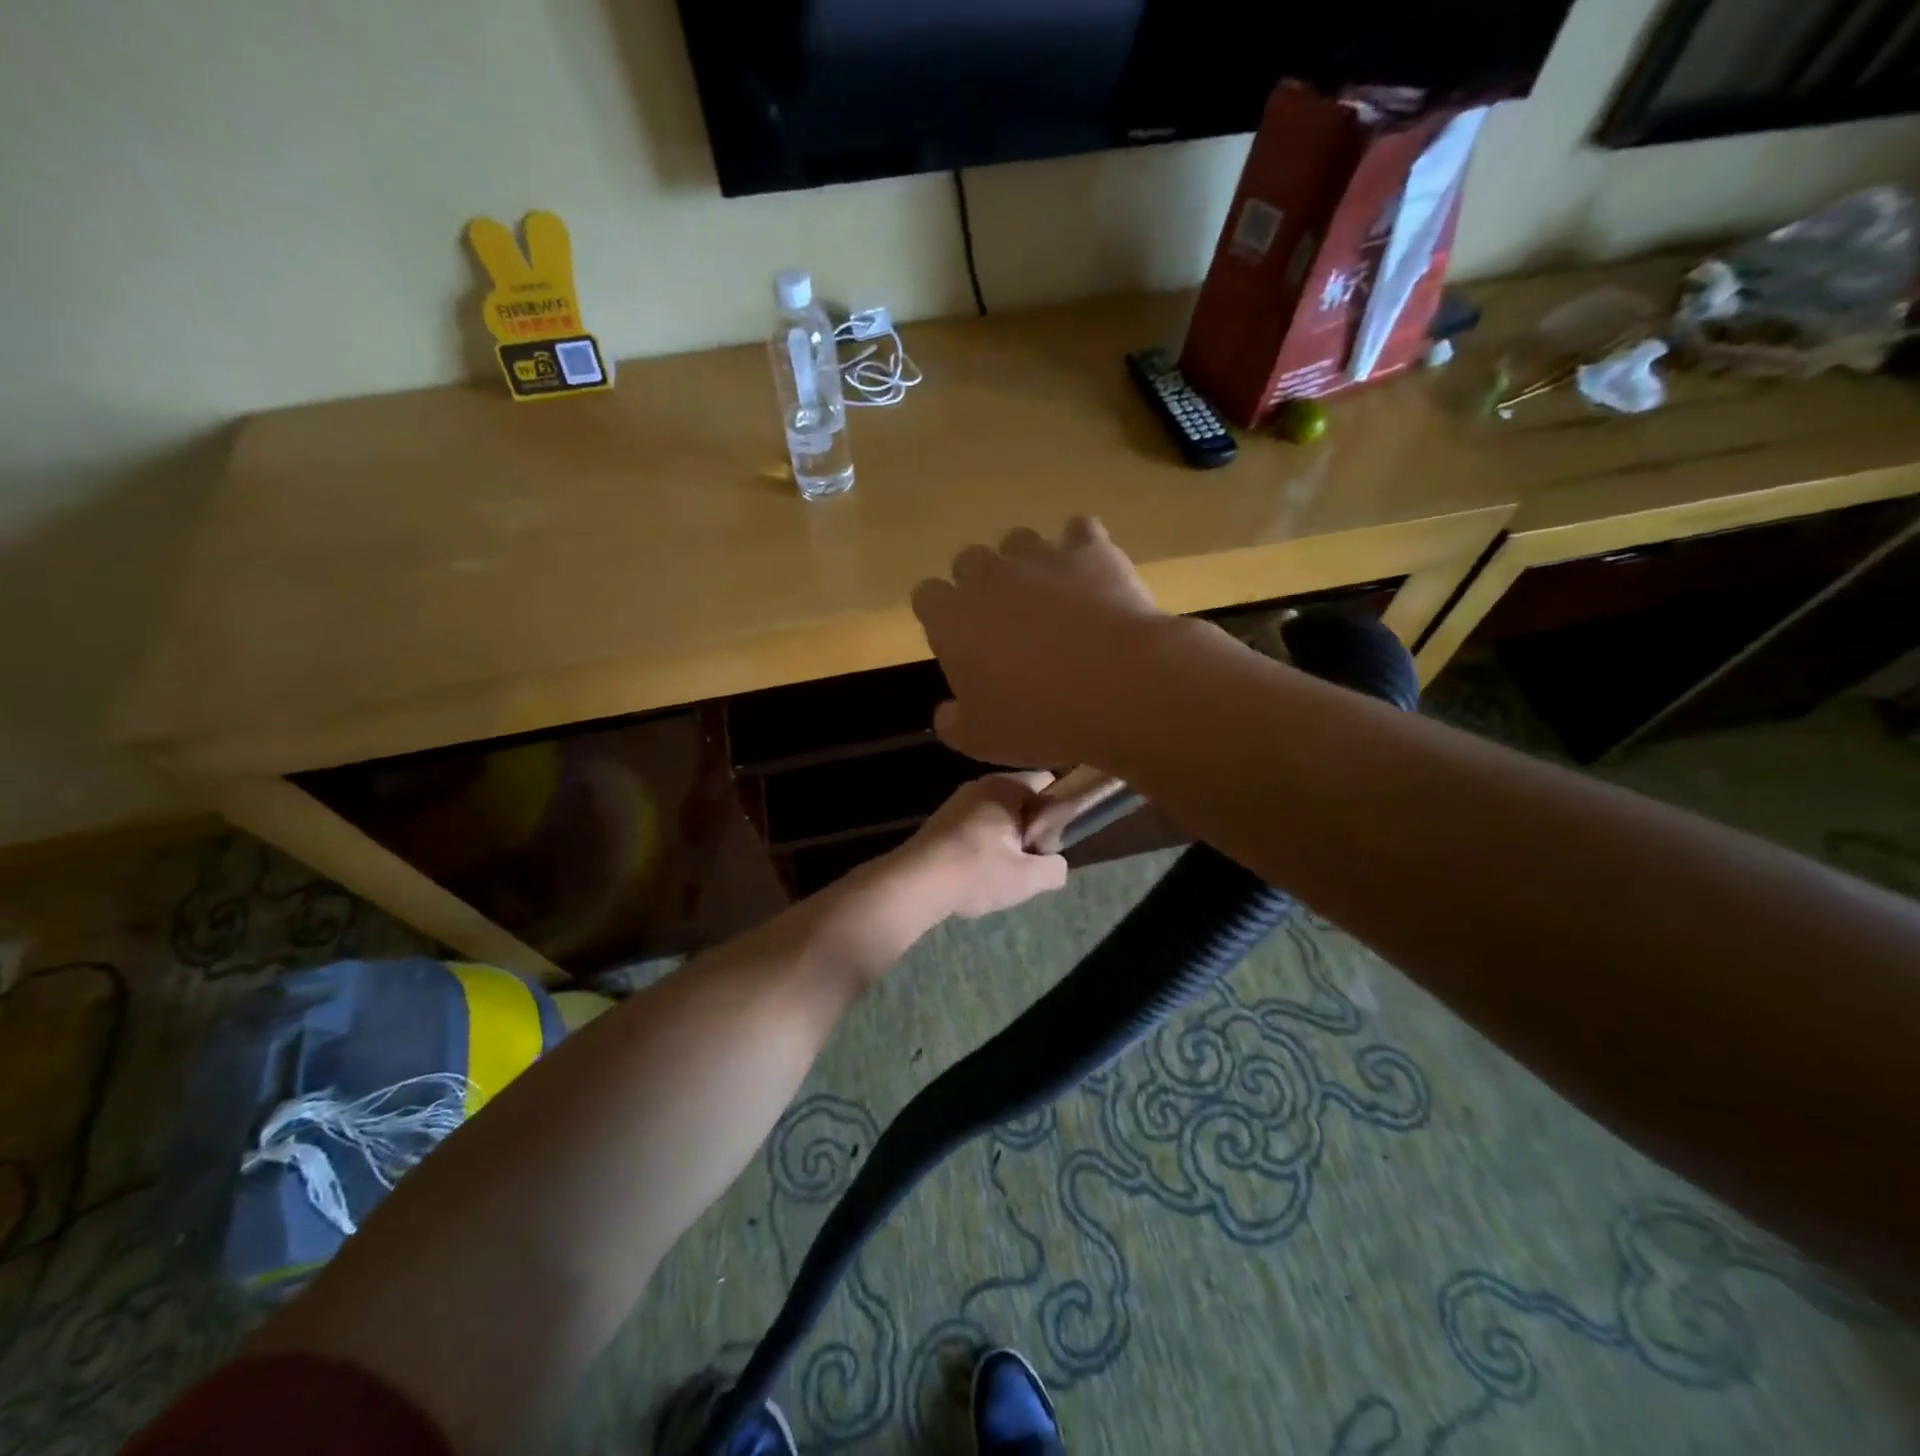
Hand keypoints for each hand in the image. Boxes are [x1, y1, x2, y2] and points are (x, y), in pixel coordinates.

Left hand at [889, 774, 1068, 919]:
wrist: (914, 884)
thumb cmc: (976, 872)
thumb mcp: (1028, 877)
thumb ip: (1055, 867)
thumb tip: (1055, 863)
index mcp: (1006, 786)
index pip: (1049, 784)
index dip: (1058, 814)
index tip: (1050, 844)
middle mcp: (981, 785)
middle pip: (1022, 801)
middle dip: (1031, 829)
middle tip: (1027, 862)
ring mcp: (957, 801)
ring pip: (999, 815)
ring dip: (1006, 840)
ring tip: (1002, 872)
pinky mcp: (942, 821)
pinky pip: (977, 825)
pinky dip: (983, 844)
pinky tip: (977, 872)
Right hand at [910, 518, 1170, 768]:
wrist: (1117, 686)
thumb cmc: (1037, 717)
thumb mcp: (981, 740)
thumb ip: (953, 723)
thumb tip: (946, 712)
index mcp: (951, 617)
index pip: (927, 597)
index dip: (941, 616)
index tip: (958, 641)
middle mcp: (988, 574)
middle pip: (969, 561)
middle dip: (981, 585)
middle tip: (1005, 623)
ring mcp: (1039, 555)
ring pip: (1019, 541)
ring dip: (1027, 564)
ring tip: (1050, 598)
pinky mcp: (1089, 549)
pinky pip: (1078, 531)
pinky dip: (1081, 548)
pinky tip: (1091, 574)